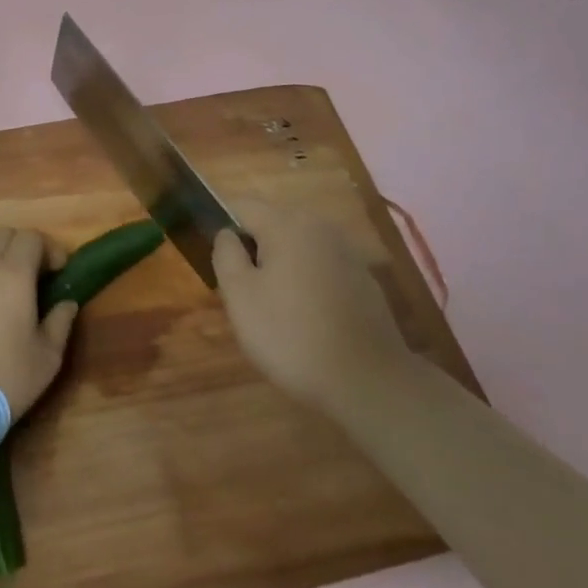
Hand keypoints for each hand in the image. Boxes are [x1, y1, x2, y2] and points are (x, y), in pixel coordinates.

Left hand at [0, 227, 77, 417]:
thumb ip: (60, 322)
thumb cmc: (6, 375)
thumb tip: (67, 304)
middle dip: (24, 247)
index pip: (31, 237)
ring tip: (14, 291)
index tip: (60, 272)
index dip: (50, 249)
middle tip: (38, 276)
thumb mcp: (47, 356)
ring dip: (1, 260)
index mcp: (12, 273)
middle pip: (4, 235)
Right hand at [212, 201, 413, 416]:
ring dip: (280, 266)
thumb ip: (226, 254)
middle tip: (243, 292)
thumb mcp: (240, 296)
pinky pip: (321, 267)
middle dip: (253, 249)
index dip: (222, 226)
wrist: (369, 382)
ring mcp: (345, 251)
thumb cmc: (292, 335)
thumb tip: (227, 234)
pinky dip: (307, 282)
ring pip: (297, 246)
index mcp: (285, 223)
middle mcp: (318, 226)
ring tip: (274, 309)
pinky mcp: (363, 278)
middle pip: (271, 223)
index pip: (241, 205)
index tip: (218, 262)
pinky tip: (307, 319)